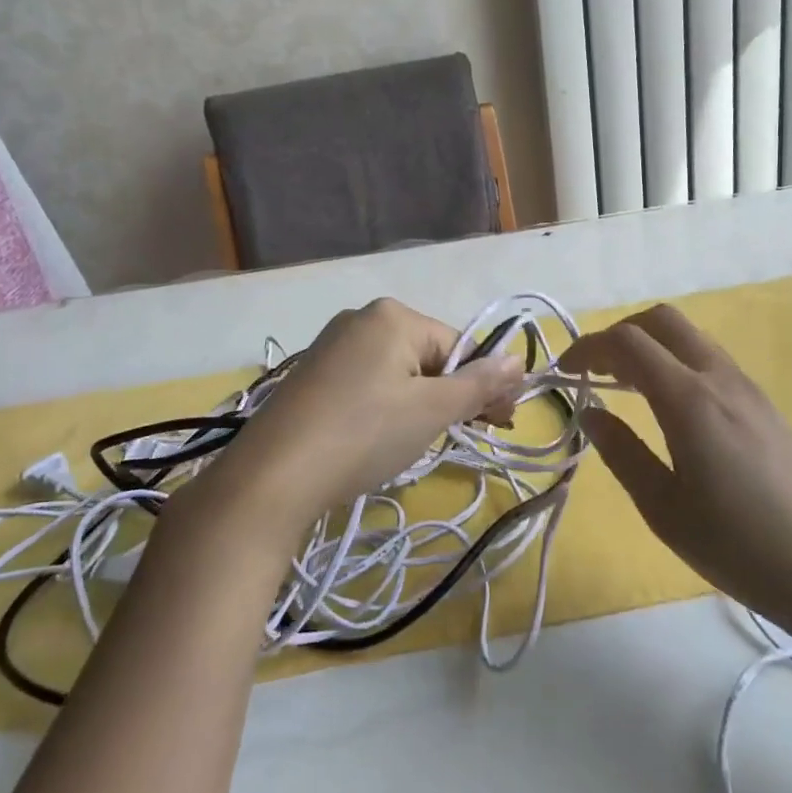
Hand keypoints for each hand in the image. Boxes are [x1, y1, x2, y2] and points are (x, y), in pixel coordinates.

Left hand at [200, 299, 523, 548]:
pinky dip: (385, 407)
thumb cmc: (364, 433)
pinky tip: (380, 438)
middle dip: (452, 395)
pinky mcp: (310, 376)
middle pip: (427, 356)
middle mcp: (360, 318)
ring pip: (397, 373)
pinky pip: (366, 384)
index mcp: (392, 315)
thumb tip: (519, 361)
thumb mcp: (432, 410)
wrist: (272, 477)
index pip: (457, 345)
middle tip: (469, 435)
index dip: (484, 384)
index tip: (502, 422)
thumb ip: (479, 384)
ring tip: (420, 442)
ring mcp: (330, 346)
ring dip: (421, 404)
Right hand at [561, 305, 791, 627]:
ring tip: (626, 386)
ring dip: (651, 345)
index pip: (627, 343)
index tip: (563, 371)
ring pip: (690, 336)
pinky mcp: (766, 405)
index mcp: (689, 400)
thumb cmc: (739, 547)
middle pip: (662, 320)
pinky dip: (677, 361)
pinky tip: (670, 406)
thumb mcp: (663, 509)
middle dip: (619, 333)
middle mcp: (720, 378)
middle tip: (594, 370)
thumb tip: (591, 411)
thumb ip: (621, 453)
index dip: (587, 347)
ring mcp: (749, 388)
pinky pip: (711, 360)